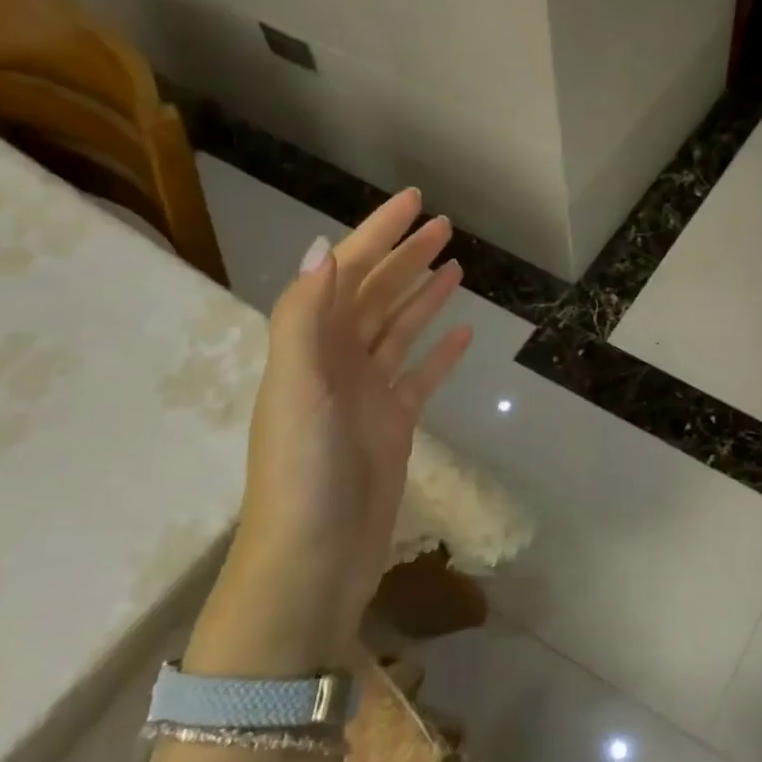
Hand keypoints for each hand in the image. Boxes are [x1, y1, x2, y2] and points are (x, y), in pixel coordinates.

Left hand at [194, 189, 471, 674]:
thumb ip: (305, 318)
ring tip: (455, 266)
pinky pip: (420, 375)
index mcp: (310, 347)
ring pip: (399, 330)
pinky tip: (463, 332)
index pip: (349, 274)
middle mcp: (336, 362)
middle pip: (376, 296)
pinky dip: (440, 352)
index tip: (415, 201)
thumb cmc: (303, 474)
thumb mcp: (297, 389)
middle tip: (445, 226)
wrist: (312, 560)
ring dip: (424, 297)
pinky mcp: (393, 424)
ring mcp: (367, 394)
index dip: (379, 234)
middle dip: (406, 257)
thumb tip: (326, 248)